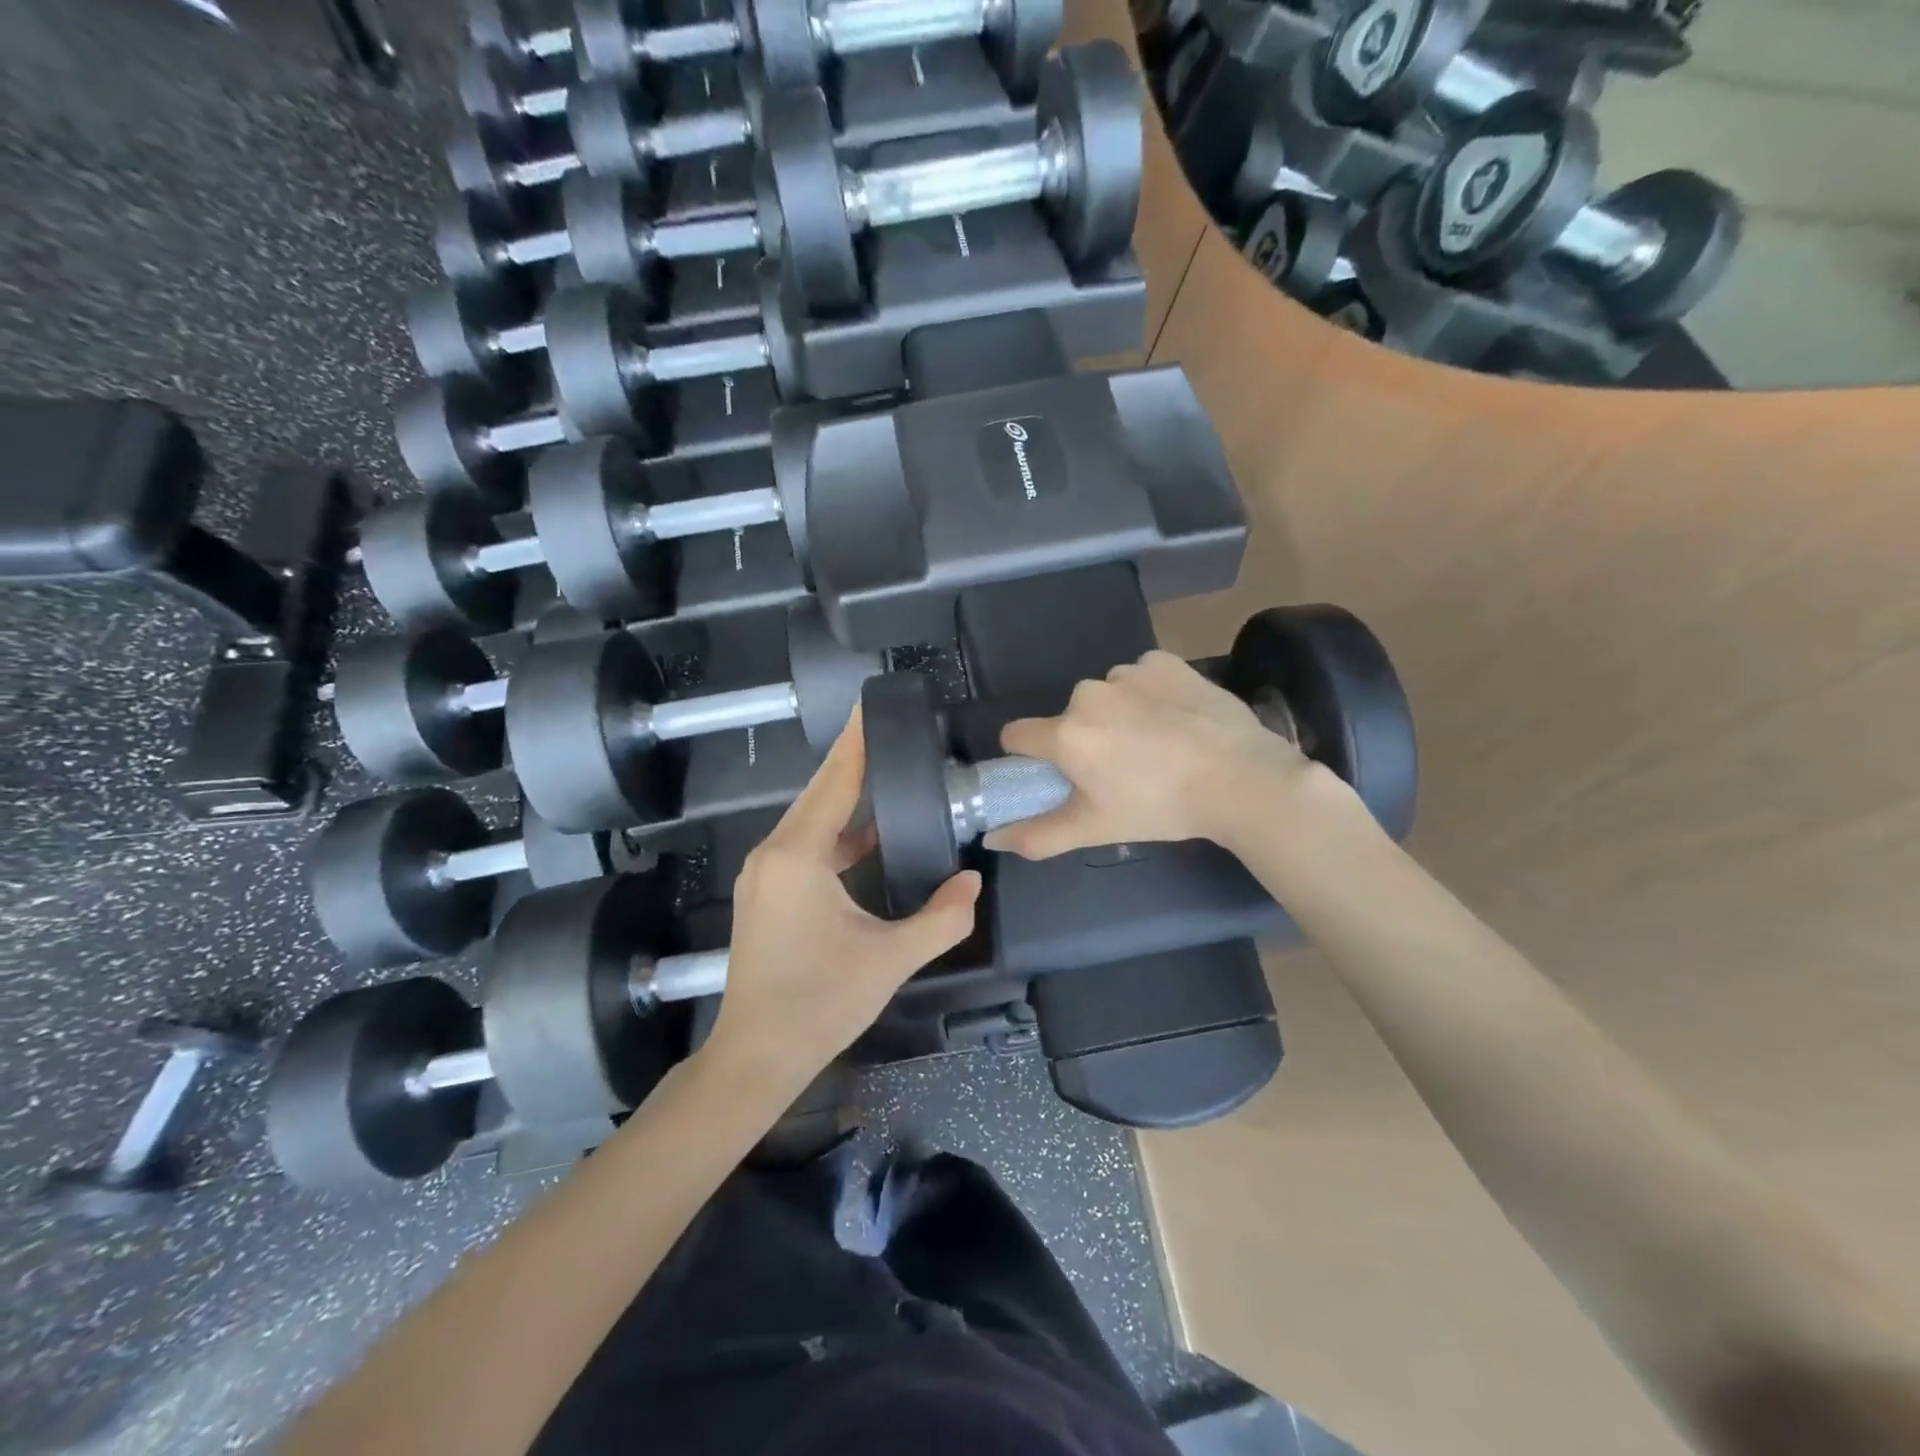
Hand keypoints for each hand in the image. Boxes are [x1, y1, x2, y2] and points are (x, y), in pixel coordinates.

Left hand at [707, 711, 980, 1091]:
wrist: (757, 1055)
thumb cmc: (820, 1003)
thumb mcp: (891, 959)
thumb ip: (941, 918)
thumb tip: (972, 881)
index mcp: (799, 856)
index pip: (836, 782)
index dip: (857, 742)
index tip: (873, 704)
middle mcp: (774, 853)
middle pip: (819, 792)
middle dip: (854, 760)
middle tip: (890, 728)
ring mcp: (765, 873)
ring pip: (811, 819)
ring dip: (846, 797)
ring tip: (887, 771)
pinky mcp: (766, 893)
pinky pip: (806, 845)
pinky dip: (837, 832)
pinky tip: (868, 835)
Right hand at [989, 650, 1318, 858]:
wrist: (1241, 778)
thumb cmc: (1161, 808)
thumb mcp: (1095, 828)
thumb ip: (1037, 835)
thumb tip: (991, 839)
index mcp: (1066, 734)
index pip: (1016, 735)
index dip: (1029, 756)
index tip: (1058, 773)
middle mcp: (1088, 694)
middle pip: (1068, 717)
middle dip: (1084, 738)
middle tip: (1122, 770)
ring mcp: (1128, 672)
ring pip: (1105, 695)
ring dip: (1119, 714)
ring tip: (1157, 744)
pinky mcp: (1164, 661)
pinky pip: (1141, 676)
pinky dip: (1151, 694)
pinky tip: (1177, 719)